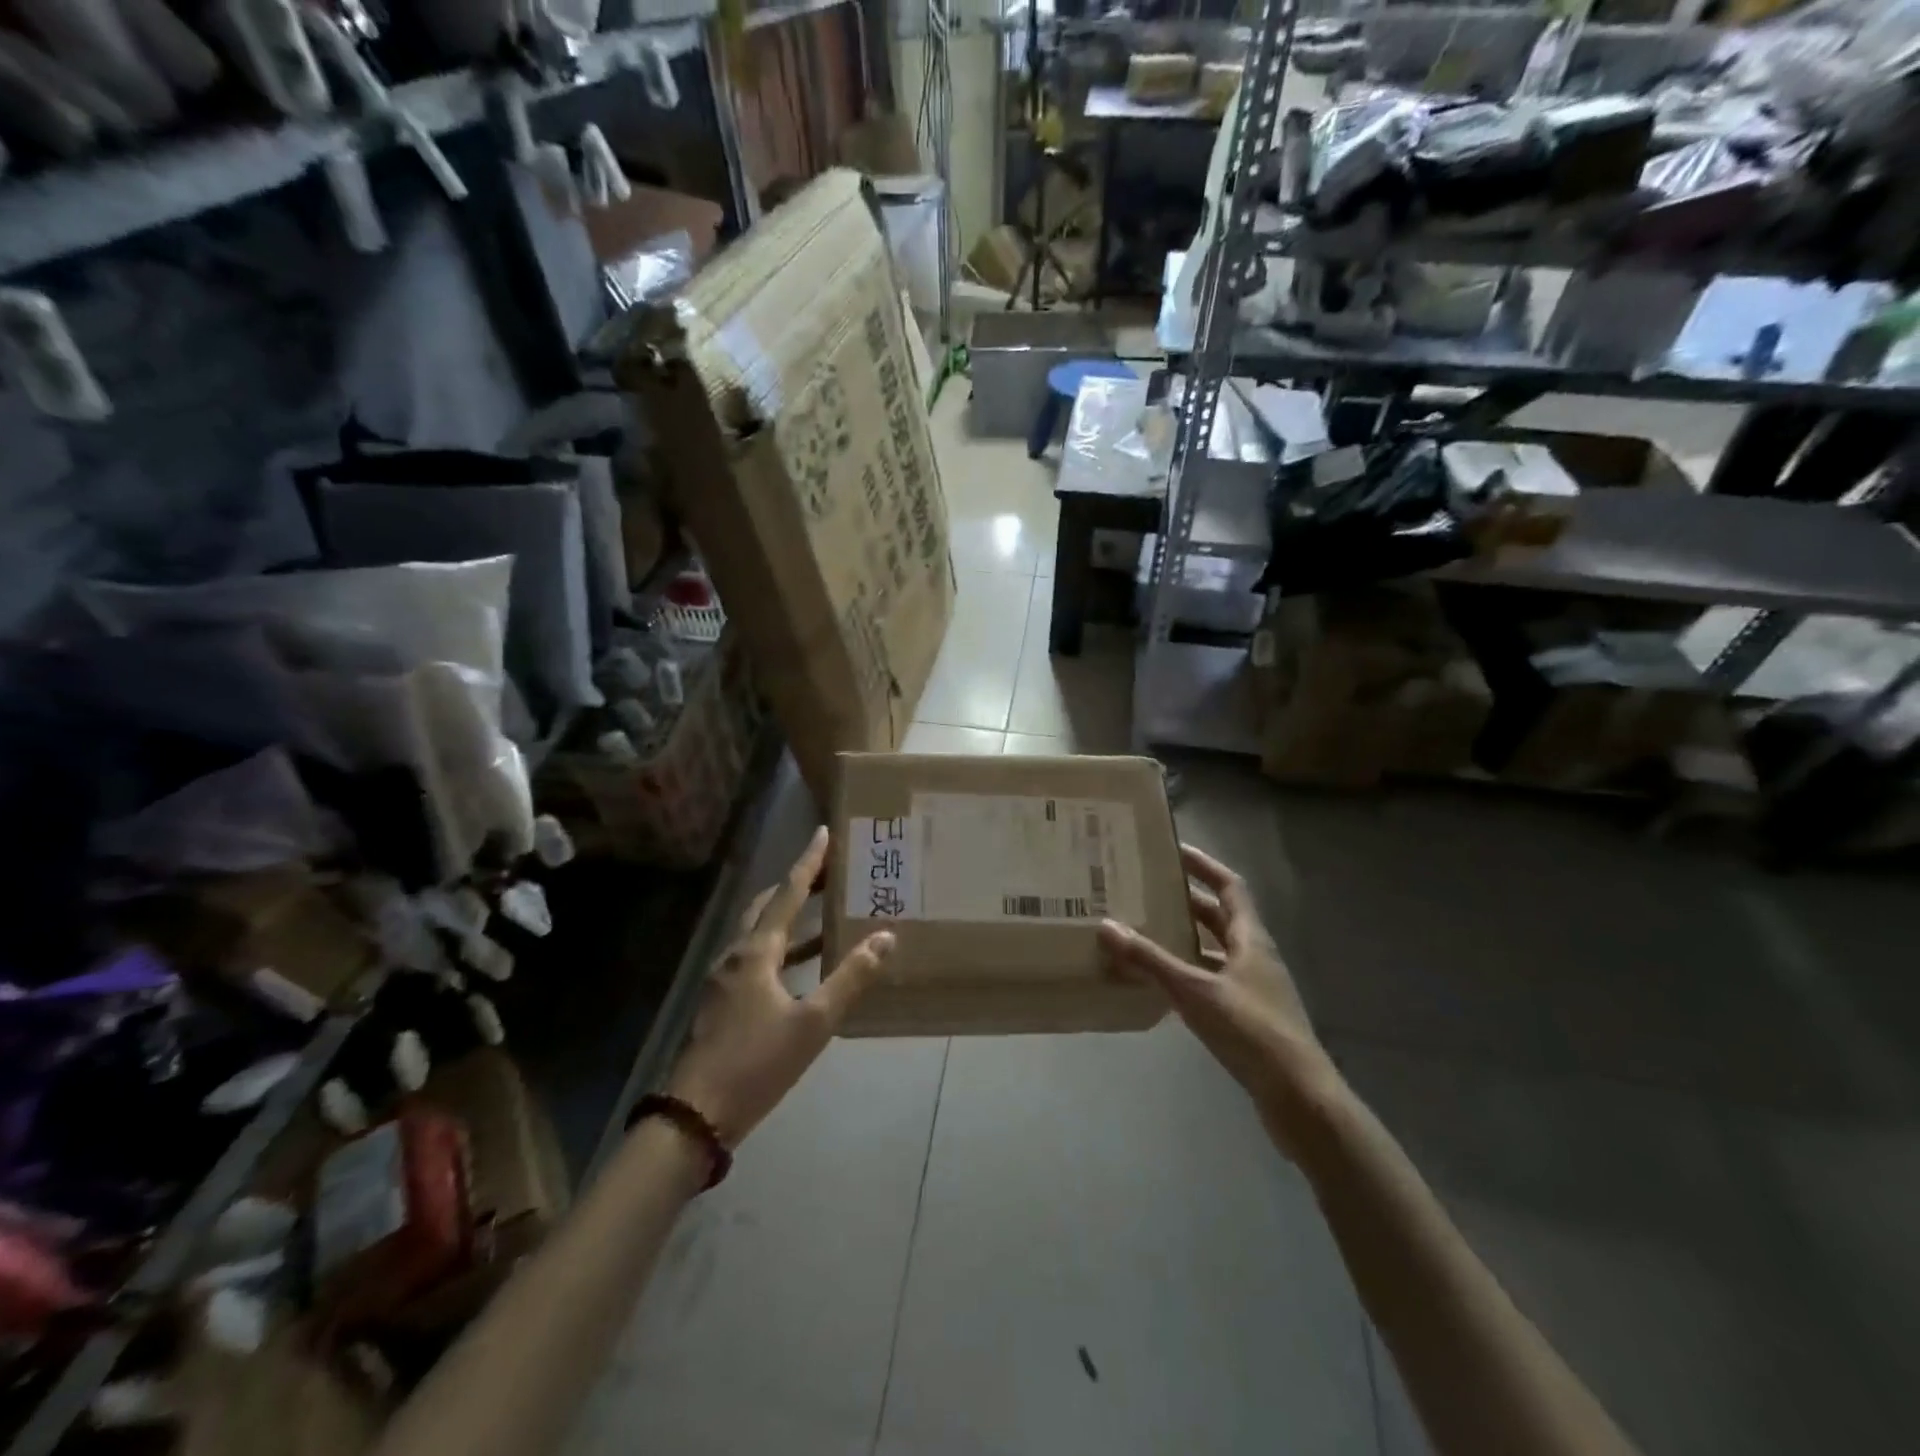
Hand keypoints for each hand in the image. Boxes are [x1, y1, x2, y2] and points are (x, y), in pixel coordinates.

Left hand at [666, 828, 894, 1146]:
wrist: (694, 1115)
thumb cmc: (756, 1063)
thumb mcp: (813, 1023)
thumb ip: (850, 978)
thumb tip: (885, 937)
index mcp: (756, 952)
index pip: (787, 893)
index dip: (807, 863)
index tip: (823, 832)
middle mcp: (736, 955)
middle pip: (767, 907)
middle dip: (796, 886)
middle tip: (828, 873)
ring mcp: (724, 980)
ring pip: (760, 934)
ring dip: (790, 920)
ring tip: (824, 914)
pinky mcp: (722, 1002)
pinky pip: (757, 959)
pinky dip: (782, 949)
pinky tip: (802, 967)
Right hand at [1099, 845, 1341, 1158]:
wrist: (1299, 1098)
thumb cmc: (1251, 1031)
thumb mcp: (1195, 991)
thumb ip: (1150, 960)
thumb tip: (1106, 925)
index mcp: (1251, 939)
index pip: (1230, 887)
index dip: (1204, 866)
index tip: (1174, 850)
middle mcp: (1255, 957)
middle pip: (1220, 918)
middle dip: (1186, 902)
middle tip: (1147, 890)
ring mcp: (1254, 989)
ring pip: (1215, 951)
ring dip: (1185, 940)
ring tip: (1145, 931)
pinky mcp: (1248, 1018)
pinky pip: (1212, 982)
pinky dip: (1187, 975)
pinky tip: (1160, 984)